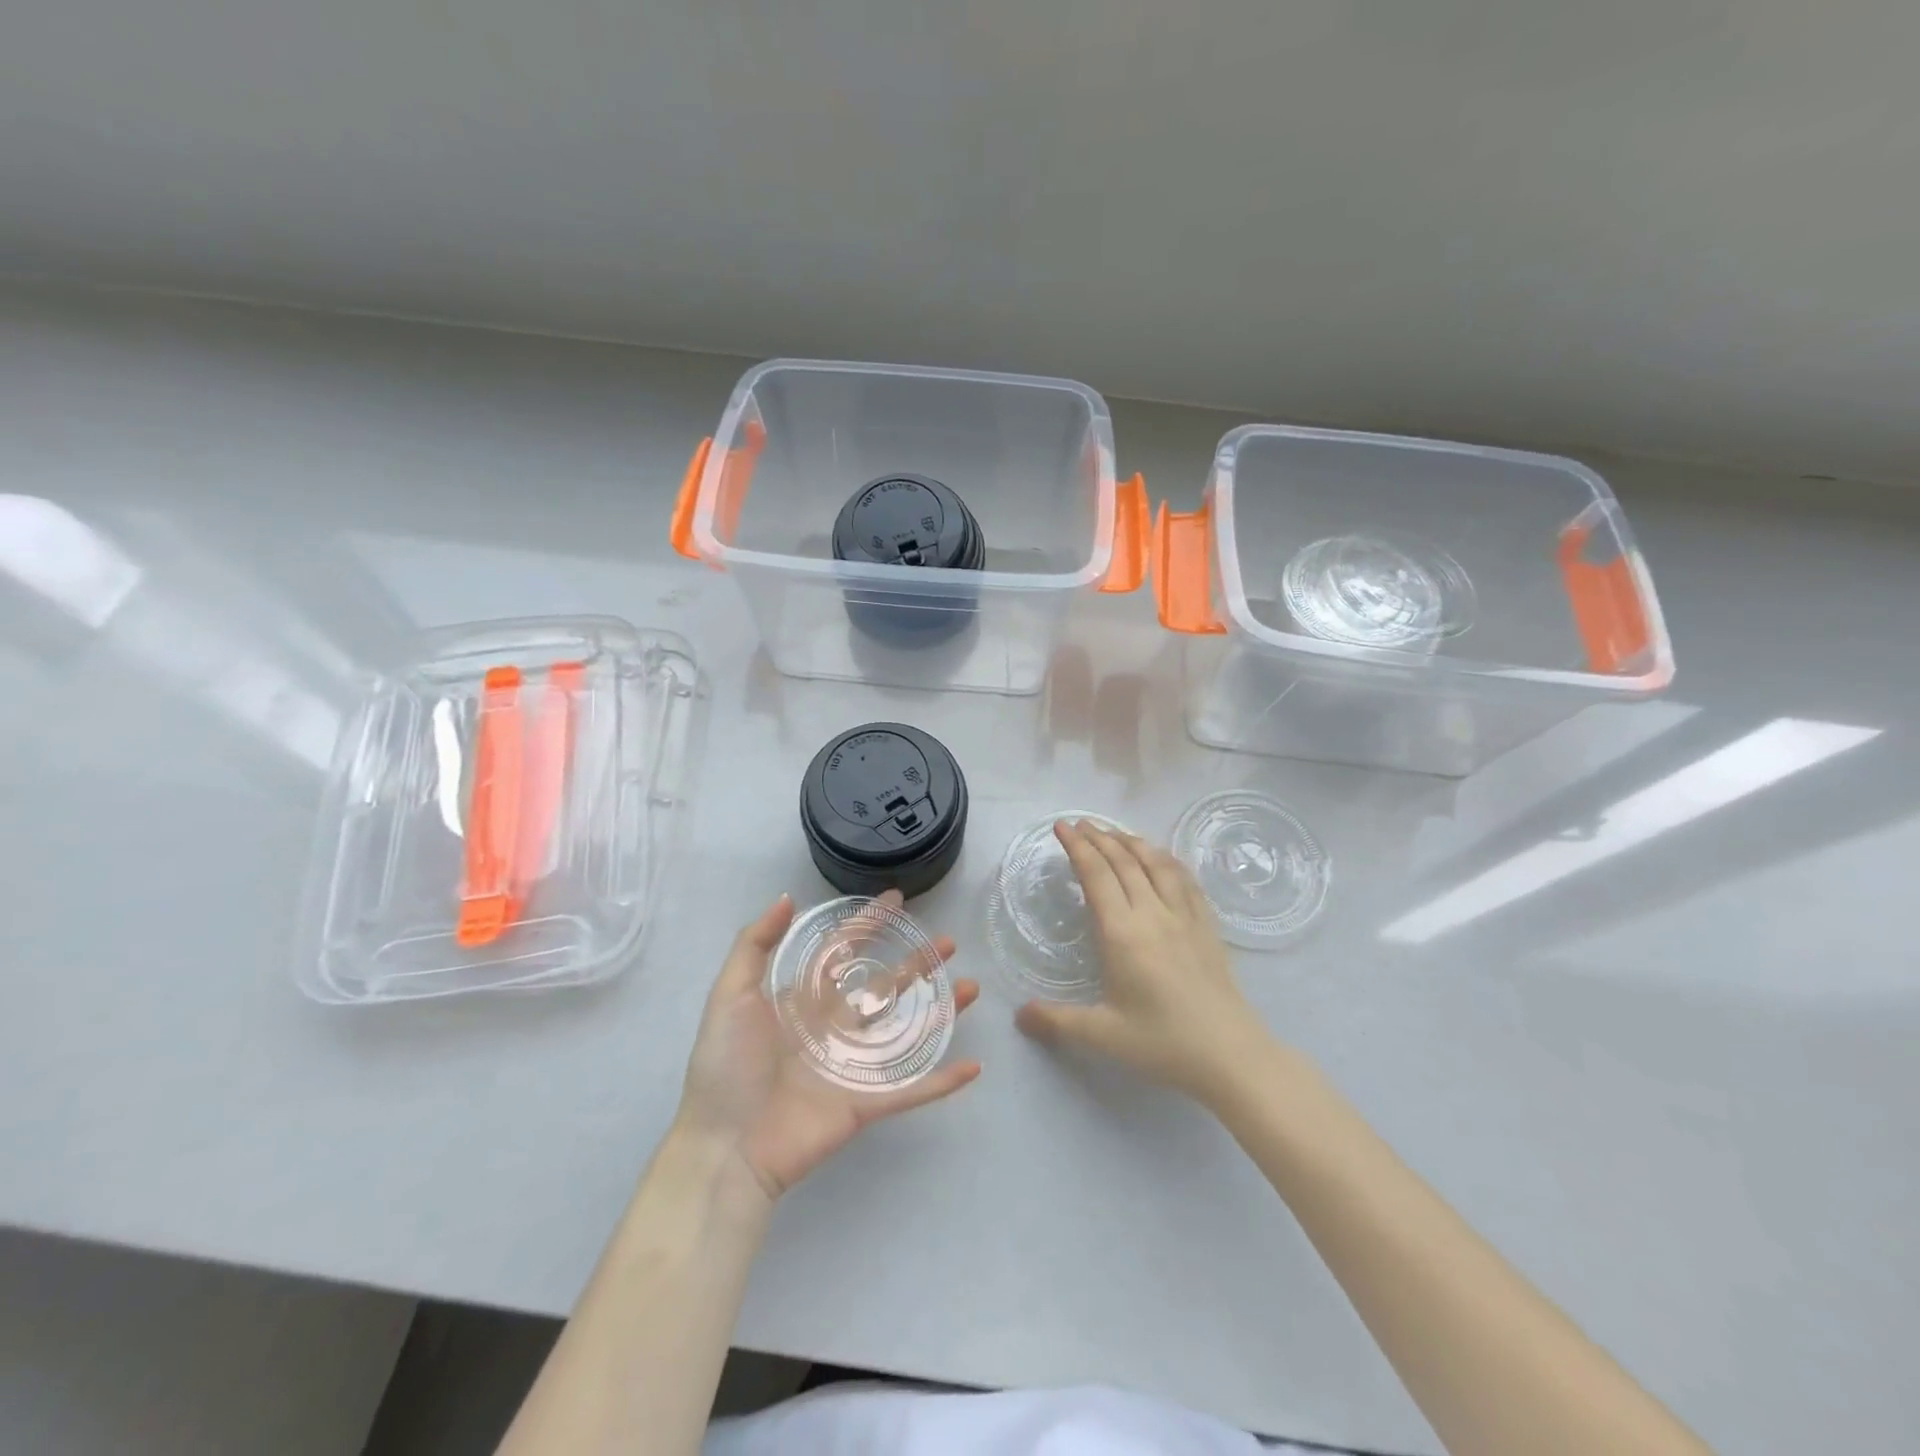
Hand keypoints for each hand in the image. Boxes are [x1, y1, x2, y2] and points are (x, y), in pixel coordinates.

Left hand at [676, 891, 980, 1203]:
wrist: (724, 1148)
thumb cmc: (726, 1067)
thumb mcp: (730, 995)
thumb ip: (755, 944)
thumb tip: (788, 898)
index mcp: (803, 1000)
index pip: (843, 951)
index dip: (868, 924)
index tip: (896, 900)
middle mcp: (833, 1027)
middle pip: (884, 986)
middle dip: (916, 963)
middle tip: (949, 943)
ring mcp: (853, 1066)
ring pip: (906, 1031)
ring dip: (941, 1011)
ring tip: (972, 987)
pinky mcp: (865, 1104)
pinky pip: (911, 1089)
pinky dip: (942, 1080)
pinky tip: (973, 1066)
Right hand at [1016, 820, 1267, 1101]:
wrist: (1231, 1056)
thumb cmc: (1163, 1044)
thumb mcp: (1103, 1036)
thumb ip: (1057, 1021)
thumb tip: (1018, 1016)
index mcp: (1123, 933)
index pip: (1096, 876)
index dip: (1077, 847)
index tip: (1062, 827)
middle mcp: (1153, 914)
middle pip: (1124, 861)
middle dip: (1099, 837)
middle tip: (1080, 823)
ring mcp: (1184, 917)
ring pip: (1156, 864)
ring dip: (1132, 841)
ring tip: (1114, 832)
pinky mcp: (1207, 926)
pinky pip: (1185, 880)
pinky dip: (1167, 860)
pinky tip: (1162, 858)